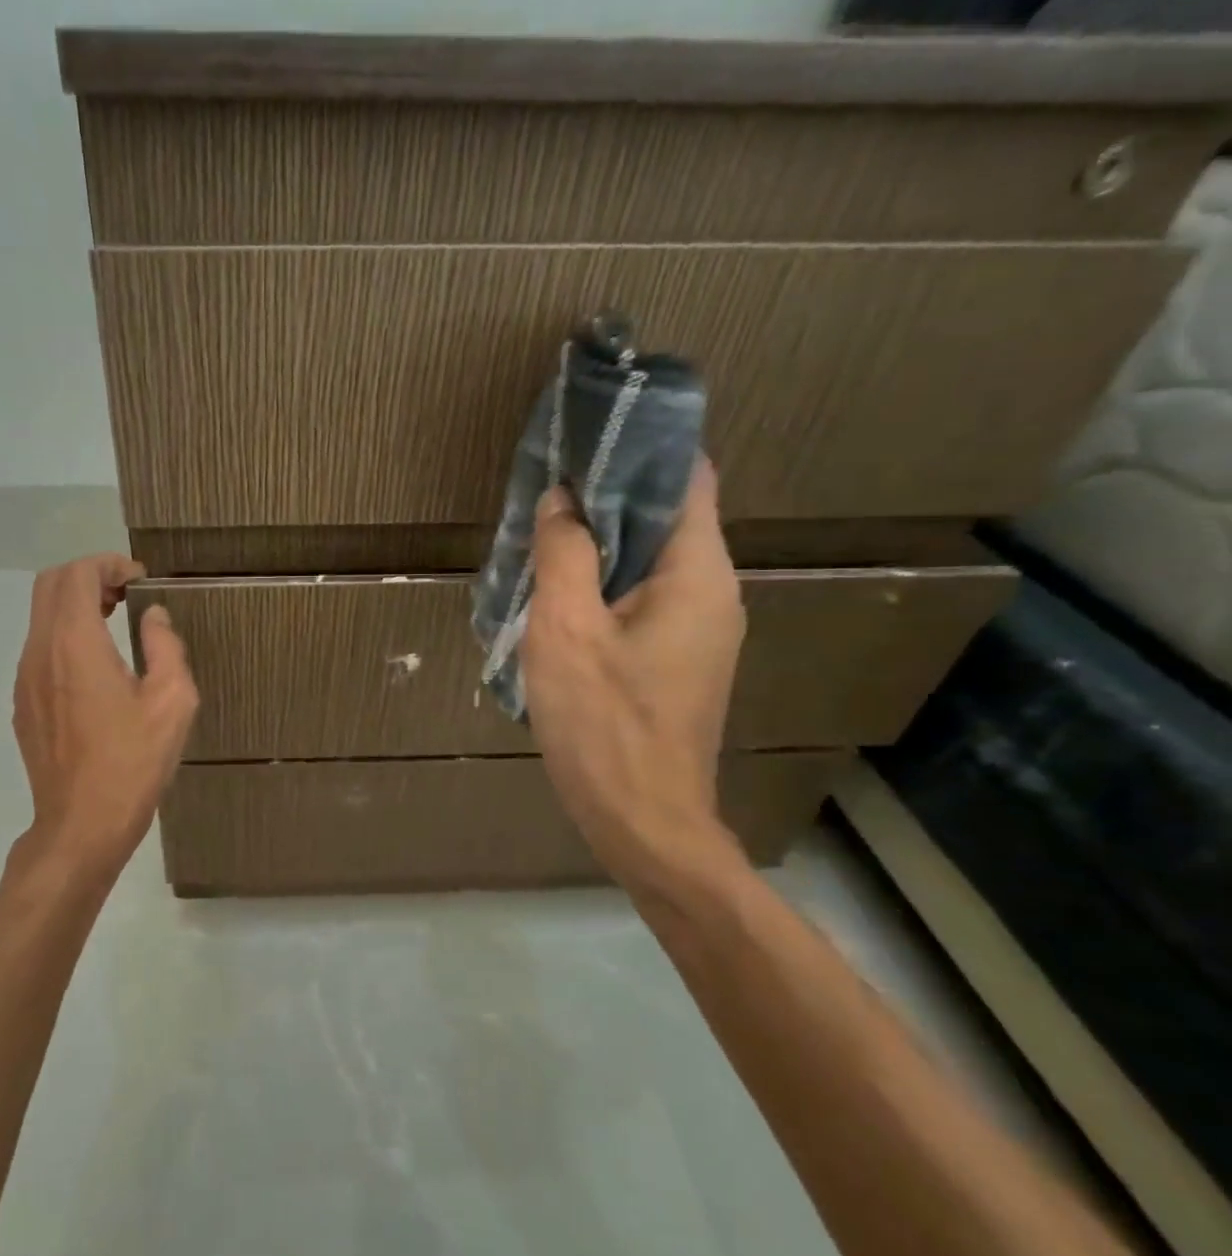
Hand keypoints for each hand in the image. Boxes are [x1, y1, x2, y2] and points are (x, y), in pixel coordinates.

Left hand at [11, 555, 198, 887]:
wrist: (81, 826)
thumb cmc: (132, 764)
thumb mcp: (172, 702)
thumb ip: (165, 647)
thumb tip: (154, 617)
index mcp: (75, 644)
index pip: (77, 574)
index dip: (109, 564)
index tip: (141, 580)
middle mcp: (40, 652)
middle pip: (50, 585)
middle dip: (88, 576)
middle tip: (127, 593)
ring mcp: (25, 678)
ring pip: (41, 616)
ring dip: (75, 605)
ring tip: (116, 621)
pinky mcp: (24, 703)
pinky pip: (39, 648)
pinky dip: (65, 634)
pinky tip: (97, 665)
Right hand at [521, 459, 746, 885]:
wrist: (645, 822)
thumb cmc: (604, 725)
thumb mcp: (566, 632)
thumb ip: (564, 555)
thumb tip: (563, 500)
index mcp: (697, 574)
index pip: (688, 478)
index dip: (642, 447)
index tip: (589, 432)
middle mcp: (712, 593)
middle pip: (666, 518)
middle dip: (608, 496)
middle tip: (547, 486)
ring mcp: (699, 631)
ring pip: (649, 562)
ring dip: (600, 544)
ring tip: (542, 534)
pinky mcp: (678, 661)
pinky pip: (642, 600)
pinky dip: (604, 584)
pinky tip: (558, 595)